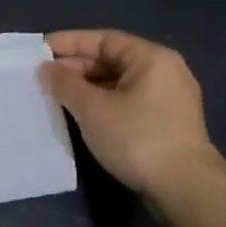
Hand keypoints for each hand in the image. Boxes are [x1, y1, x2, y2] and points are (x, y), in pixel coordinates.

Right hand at [41, 30, 220, 198]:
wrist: (184, 187)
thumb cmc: (136, 137)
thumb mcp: (92, 108)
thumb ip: (65, 84)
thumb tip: (47, 68)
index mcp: (151, 58)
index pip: (104, 39)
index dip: (70, 42)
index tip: (41, 50)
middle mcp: (165, 71)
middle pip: (113, 60)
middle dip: (77, 67)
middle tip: (44, 77)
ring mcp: (169, 99)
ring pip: (120, 83)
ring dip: (88, 88)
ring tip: (58, 97)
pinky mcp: (167, 123)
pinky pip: (128, 101)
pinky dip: (104, 103)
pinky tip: (83, 115)